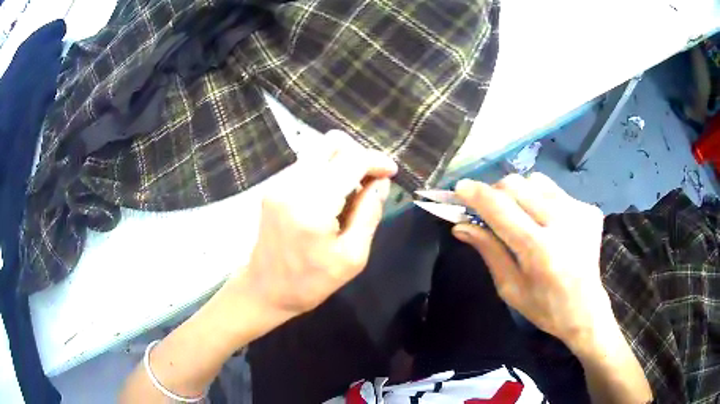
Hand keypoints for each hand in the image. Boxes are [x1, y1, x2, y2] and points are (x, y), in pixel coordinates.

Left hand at [233, 131, 396, 318]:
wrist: (265, 289)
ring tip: (353, 190)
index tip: (391, 172)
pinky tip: (332, 195)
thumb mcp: (352, 257)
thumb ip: (369, 213)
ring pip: (318, 150)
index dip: (376, 161)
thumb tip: (382, 181)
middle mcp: (292, 185)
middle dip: (358, 155)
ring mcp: (278, 184)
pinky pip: (306, 164)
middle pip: (331, 143)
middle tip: (371, 178)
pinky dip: (326, 170)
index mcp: (312, 206)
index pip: (351, 161)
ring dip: (342, 161)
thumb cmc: (311, 282)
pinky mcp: (273, 187)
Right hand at [452, 173, 611, 346]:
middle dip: (495, 192)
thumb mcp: (509, 288)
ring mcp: (579, 212)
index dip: (476, 194)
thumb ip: (488, 251)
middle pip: (516, 185)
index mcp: (539, 250)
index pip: (500, 209)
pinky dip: (541, 199)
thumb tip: (461, 225)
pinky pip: (555, 190)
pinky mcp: (589, 209)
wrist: (586, 310)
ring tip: (520, 215)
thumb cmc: (544, 307)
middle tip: (490, 209)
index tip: (459, 188)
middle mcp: (562, 223)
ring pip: (535, 181)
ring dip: (519, 193)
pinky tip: (546, 221)